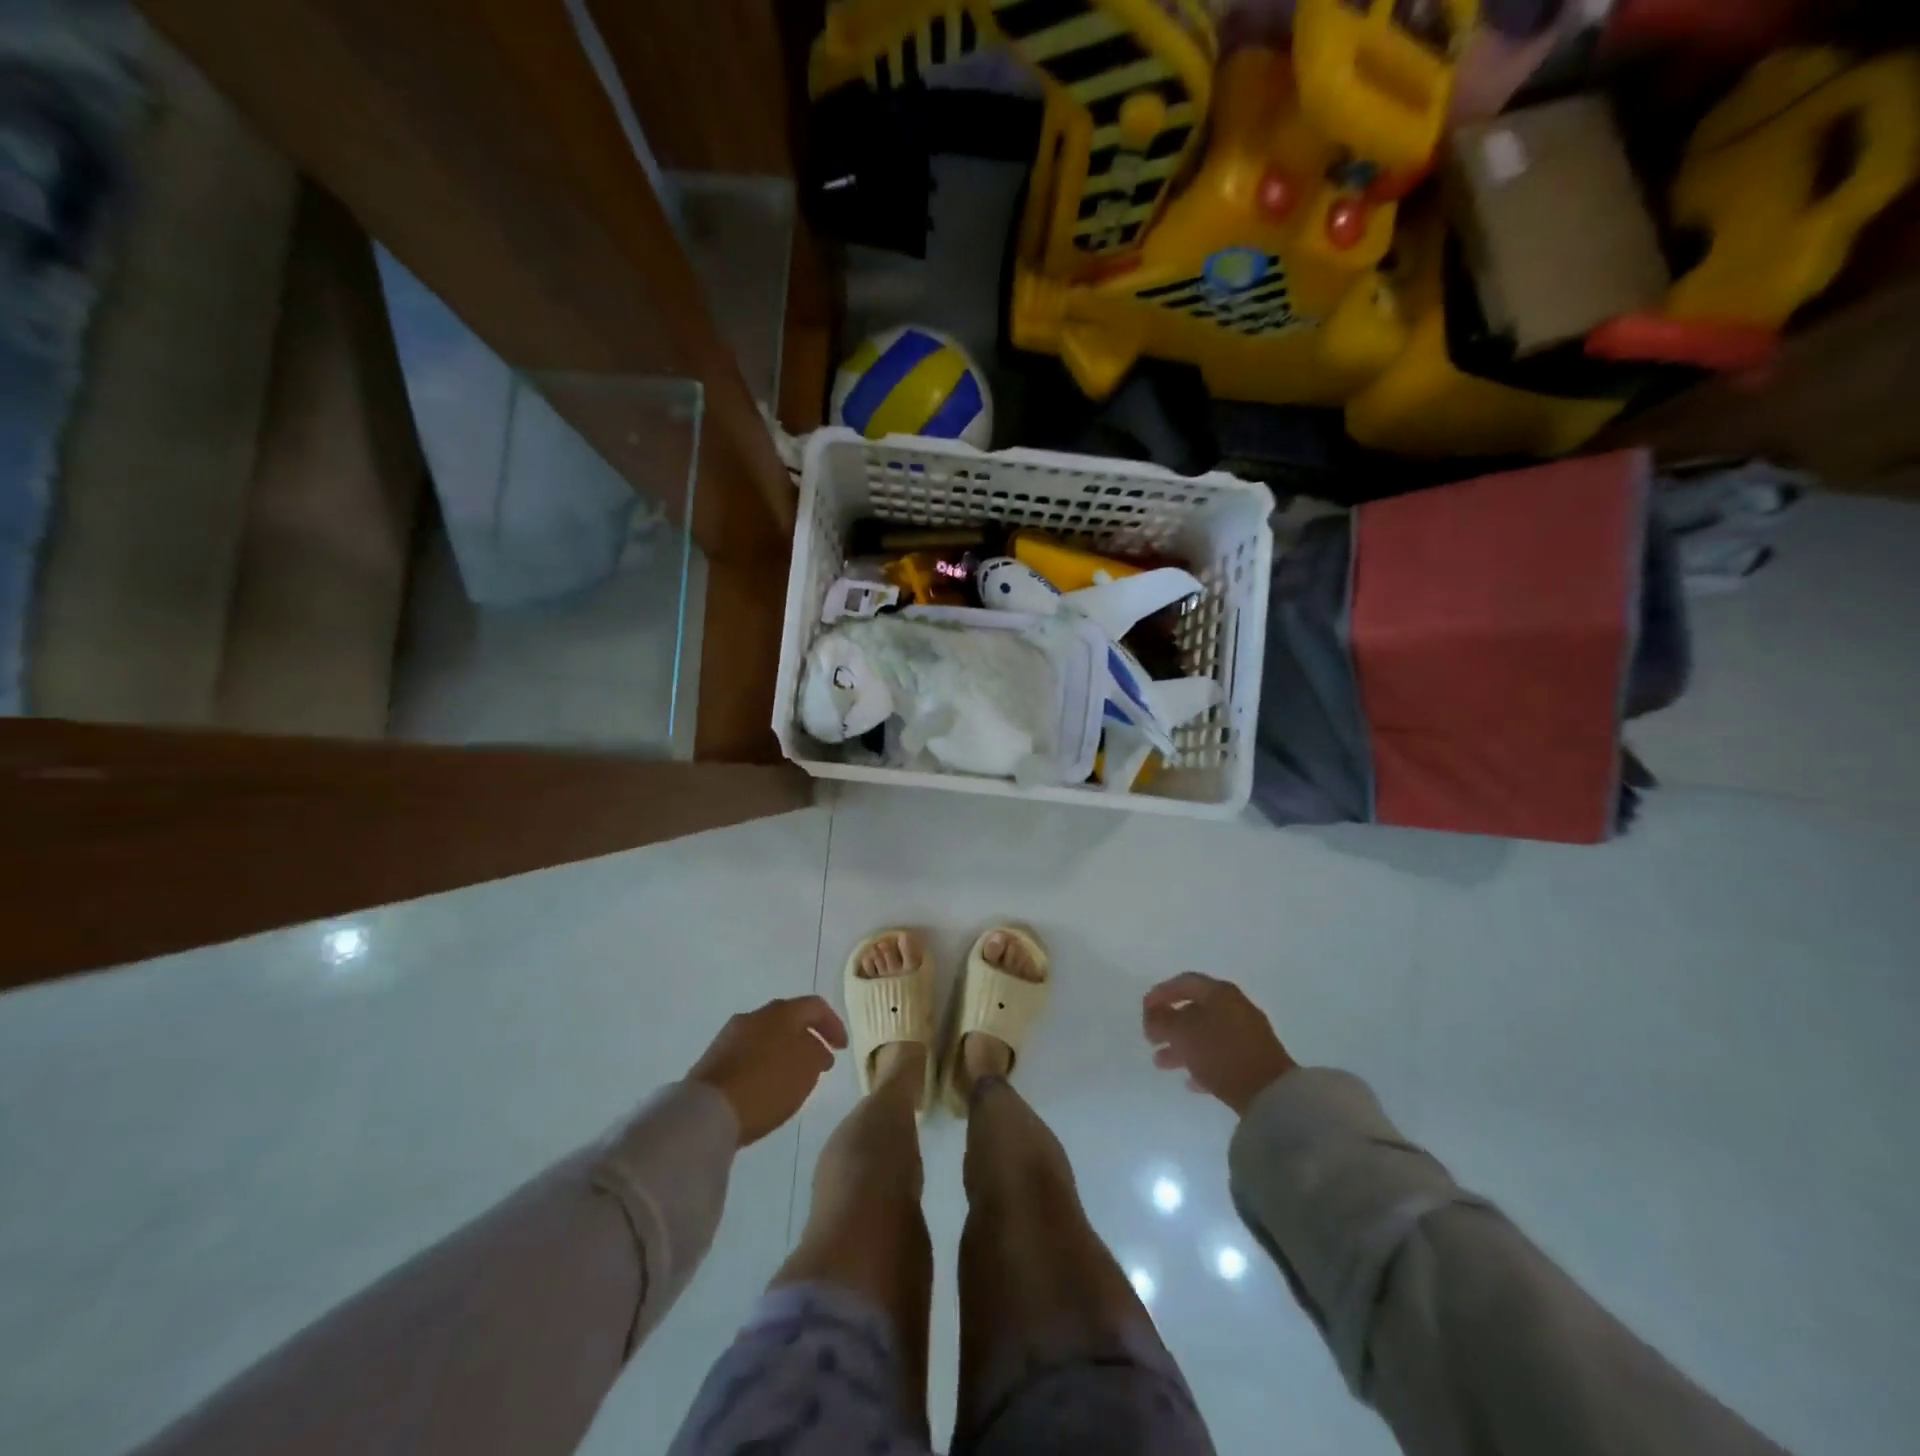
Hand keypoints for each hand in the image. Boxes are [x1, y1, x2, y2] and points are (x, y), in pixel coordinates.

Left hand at [688, 996, 848, 1146]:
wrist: (706, 1111)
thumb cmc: (766, 1085)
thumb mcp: (807, 1070)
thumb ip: (818, 1053)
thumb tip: (815, 1048)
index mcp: (783, 1011)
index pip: (816, 1006)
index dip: (833, 1024)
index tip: (842, 1048)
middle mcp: (756, 1014)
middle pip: (789, 1018)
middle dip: (807, 1037)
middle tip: (820, 1061)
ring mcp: (731, 1034)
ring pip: (768, 1034)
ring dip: (785, 1049)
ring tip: (793, 1075)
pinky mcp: (714, 1056)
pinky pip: (749, 1051)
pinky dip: (764, 1061)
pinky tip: (767, 1083)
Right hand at [1142, 973, 1296, 1114]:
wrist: (1270, 1093)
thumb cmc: (1220, 1052)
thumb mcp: (1182, 1033)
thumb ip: (1162, 1020)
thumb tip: (1153, 1015)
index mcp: (1219, 992)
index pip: (1184, 982)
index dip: (1160, 993)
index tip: (1144, 1010)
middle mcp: (1234, 1007)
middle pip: (1195, 1009)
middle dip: (1169, 1023)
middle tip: (1150, 1038)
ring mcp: (1247, 1034)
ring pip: (1206, 1033)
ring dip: (1181, 1046)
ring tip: (1161, 1063)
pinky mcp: (1254, 1060)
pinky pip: (1220, 1054)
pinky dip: (1202, 1063)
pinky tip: (1190, 1082)